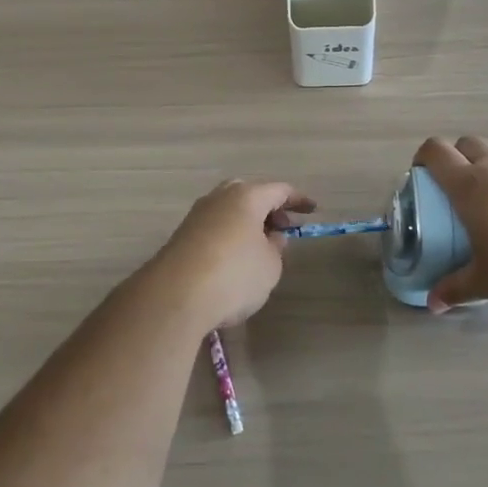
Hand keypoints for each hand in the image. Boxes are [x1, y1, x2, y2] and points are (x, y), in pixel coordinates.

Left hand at [151, 179, 313, 329]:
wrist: (175, 296)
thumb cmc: (234, 275)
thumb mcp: (270, 266)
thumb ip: (276, 248)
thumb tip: (271, 237)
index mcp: (246, 196)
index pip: (279, 190)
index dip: (298, 200)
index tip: (312, 210)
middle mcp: (220, 197)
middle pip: (249, 193)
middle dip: (268, 208)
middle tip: (281, 227)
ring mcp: (197, 215)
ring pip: (229, 209)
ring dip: (246, 222)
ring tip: (259, 247)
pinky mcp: (182, 236)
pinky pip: (214, 226)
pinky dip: (229, 235)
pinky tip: (234, 258)